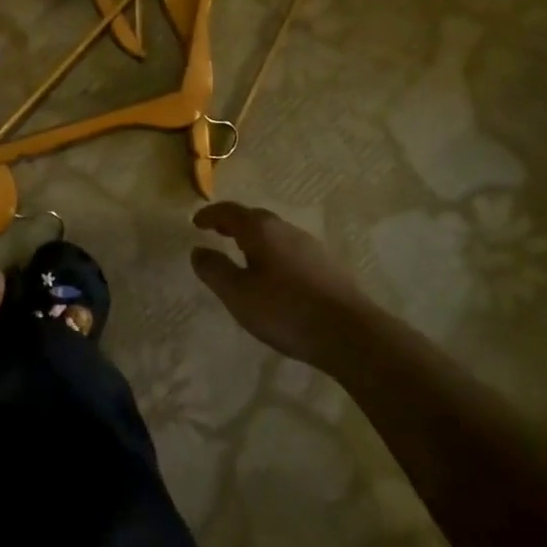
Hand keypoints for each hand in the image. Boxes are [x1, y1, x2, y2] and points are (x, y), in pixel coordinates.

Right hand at [191, 202, 370, 369]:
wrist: (351, 334)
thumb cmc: (286, 310)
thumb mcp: (238, 294)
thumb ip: (214, 270)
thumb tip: (198, 251)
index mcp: (261, 230)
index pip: (229, 211)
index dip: (210, 214)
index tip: (196, 222)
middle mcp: (286, 230)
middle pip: (254, 218)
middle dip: (233, 223)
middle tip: (217, 232)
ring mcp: (310, 247)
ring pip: (275, 234)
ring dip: (255, 239)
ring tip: (242, 255)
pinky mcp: (327, 267)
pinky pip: (290, 250)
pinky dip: (273, 253)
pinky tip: (274, 276)